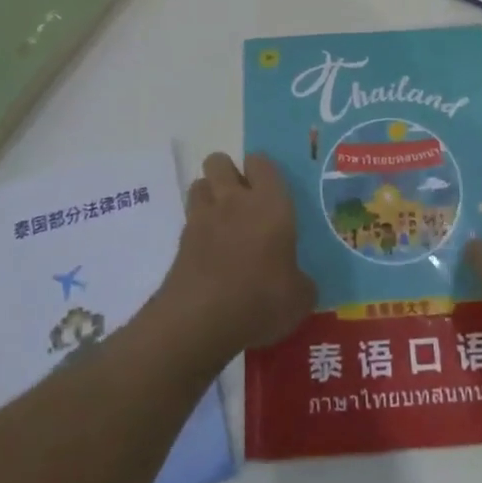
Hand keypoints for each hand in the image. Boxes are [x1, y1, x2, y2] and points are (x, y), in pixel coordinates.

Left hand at [153, 153, 314, 370]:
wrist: (201, 321)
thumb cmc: (261, 300)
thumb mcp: (299, 298)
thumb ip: (301, 281)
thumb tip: (300, 282)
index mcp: (270, 203)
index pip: (261, 162)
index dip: (261, 170)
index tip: (268, 189)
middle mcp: (234, 200)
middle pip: (219, 161)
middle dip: (227, 173)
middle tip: (241, 200)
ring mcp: (202, 218)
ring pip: (199, 184)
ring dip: (208, 195)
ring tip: (221, 221)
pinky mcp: (180, 241)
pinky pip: (189, 219)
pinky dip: (196, 228)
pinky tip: (208, 252)